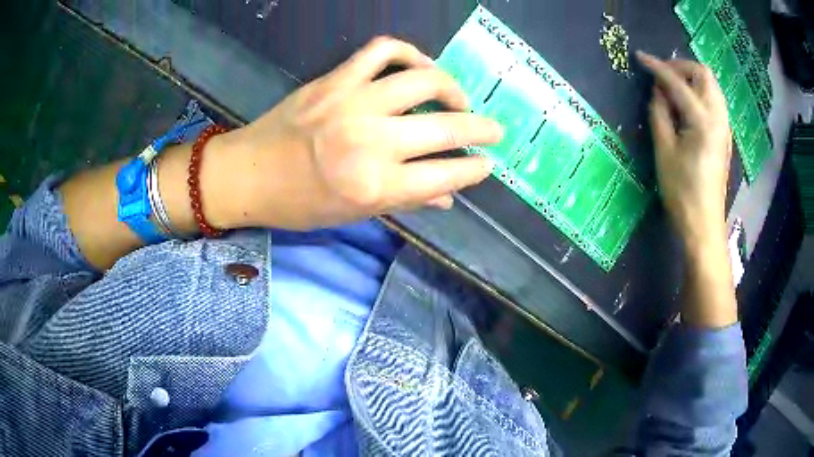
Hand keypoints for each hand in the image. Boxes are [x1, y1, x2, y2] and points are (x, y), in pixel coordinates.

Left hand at [207, 37, 502, 230]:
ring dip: (452, 88)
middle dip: (482, 129)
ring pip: (423, 80)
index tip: (487, 164)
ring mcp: (353, 103)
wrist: (247, 174)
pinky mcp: (335, 79)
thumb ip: (406, 202)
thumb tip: (448, 197)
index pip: (445, 176)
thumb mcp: (353, 214)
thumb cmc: (298, 204)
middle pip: (446, 129)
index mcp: (376, 187)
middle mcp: (371, 143)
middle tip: (494, 130)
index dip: (474, 170)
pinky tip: (417, 65)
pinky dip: (408, 52)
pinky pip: (382, 50)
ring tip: (457, 97)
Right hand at [636, 51, 731, 248]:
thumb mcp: (664, 152)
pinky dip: (699, 92)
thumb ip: (660, 114)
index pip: (678, 83)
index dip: (657, 67)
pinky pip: (714, 100)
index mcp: (703, 122)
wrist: (704, 225)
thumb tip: (657, 91)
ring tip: (673, 86)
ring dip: (692, 78)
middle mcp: (719, 118)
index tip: (640, 57)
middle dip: (681, 67)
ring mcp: (725, 127)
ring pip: (712, 86)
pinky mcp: (724, 136)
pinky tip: (686, 104)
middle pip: (704, 74)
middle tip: (662, 74)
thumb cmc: (682, 192)